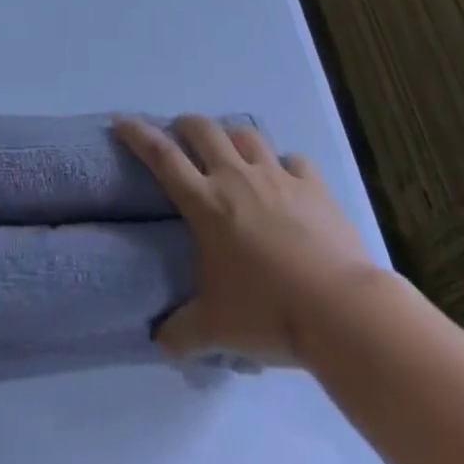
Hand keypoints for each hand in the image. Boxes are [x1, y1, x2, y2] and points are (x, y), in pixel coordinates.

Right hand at [113, 114, 379, 364]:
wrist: (342, 311)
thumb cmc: (269, 313)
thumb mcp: (216, 329)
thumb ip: (182, 332)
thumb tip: (159, 343)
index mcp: (205, 202)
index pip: (161, 155)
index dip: (137, 133)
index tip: (122, 120)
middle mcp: (236, 177)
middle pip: (203, 130)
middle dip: (186, 125)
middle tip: (181, 137)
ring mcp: (277, 176)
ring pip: (246, 135)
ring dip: (232, 137)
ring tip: (230, 152)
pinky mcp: (314, 186)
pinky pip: (293, 160)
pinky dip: (284, 164)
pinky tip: (286, 179)